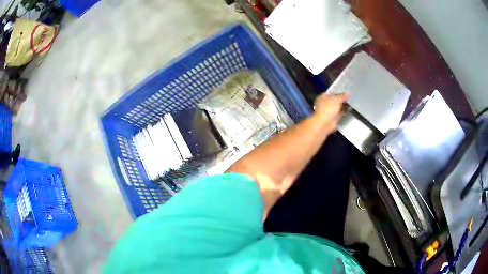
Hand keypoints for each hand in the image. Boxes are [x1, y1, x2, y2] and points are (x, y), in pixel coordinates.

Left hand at [313, 92, 348, 130]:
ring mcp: (329, 111)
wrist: (325, 123)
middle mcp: (325, 103)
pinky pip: (340, 113)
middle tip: (350, 96)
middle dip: (342, 99)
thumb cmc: (328, 108)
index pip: (332, 92)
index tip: (346, 90)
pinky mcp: (334, 117)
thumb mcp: (336, 99)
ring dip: (344, 105)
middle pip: (335, 100)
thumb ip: (343, 96)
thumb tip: (348, 91)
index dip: (338, 91)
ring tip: (352, 101)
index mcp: (323, 97)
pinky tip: (350, 108)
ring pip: (338, 106)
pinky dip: (344, 111)